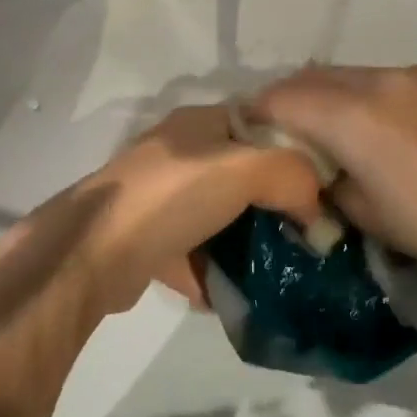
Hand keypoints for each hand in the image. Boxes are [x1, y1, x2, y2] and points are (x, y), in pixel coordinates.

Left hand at [74, 105, 326, 315]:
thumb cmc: (172, 196)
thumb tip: (316, 213)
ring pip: (217, 216)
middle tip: (304, 235)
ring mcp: (158, 197)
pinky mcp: (145, 239)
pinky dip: (212, 271)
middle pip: (241, 174)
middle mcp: (178, 153)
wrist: (93, 252)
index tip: (323, 188)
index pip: (261, 125)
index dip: (295, 151)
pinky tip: (234, 293)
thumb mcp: (245, 169)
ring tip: (276, 269)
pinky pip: (193, 252)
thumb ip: (293, 176)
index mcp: (199, 123)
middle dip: (272, 205)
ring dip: (243, 243)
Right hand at [249, 65, 416, 290]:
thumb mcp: (364, 211)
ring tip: (333, 122)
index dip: (260, 110)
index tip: (250, 126)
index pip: (285, 97)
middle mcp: (377, 81)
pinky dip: (369, 92)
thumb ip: (328, 180)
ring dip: (331, 92)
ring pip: (352, 73)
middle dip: (292, 96)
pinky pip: (388, 77)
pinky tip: (382, 120)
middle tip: (285, 125)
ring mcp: (413, 75)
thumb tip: (320, 167)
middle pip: (315, 76)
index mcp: (351, 115)